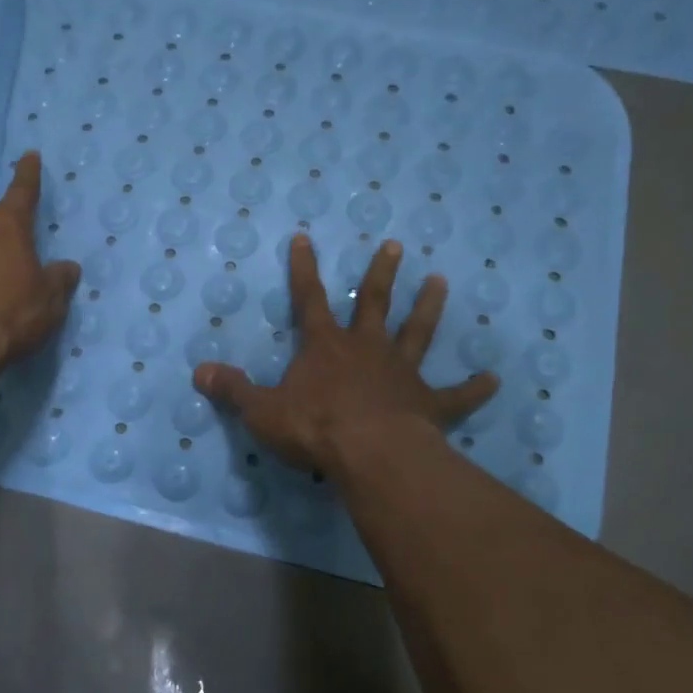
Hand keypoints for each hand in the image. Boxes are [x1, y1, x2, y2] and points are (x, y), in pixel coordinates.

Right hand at [193, 234, 497, 476]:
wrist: (371, 454)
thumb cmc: (315, 428)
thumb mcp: (262, 411)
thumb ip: (233, 390)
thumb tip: (198, 372)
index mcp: (326, 346)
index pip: (310, 298)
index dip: (304, 269)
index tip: (306, 238)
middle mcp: (366, 349)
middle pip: (376, 303)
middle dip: (383, 273)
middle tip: (397, 245)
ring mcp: (402, 374)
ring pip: (418, 333)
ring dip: (429, 308)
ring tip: (442, 281)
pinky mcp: (428, 404)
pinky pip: (456, 395)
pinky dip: (474, 389)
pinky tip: (494, 380)